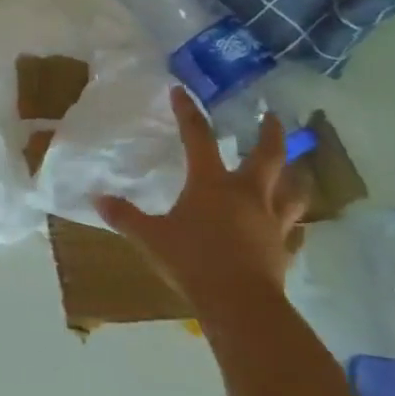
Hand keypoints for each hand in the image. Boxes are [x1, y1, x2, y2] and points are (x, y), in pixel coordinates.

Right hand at [98, 87, 307, 315]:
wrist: (239, 303)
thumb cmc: (192, 261)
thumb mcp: (150, 237)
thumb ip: (125, 216)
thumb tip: (97, 199)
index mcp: (211, 184)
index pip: (198, 138)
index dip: (188, 113)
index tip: (181, 92)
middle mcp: (248, 194)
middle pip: (267, 155)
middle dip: (269, 133)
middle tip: (271, 116)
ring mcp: (272, 222)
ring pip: (293, 191)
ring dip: (295, 176)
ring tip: (297, 168)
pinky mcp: (284, 249)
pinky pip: (295, 232)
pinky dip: (295, 226)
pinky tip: (295, 227)